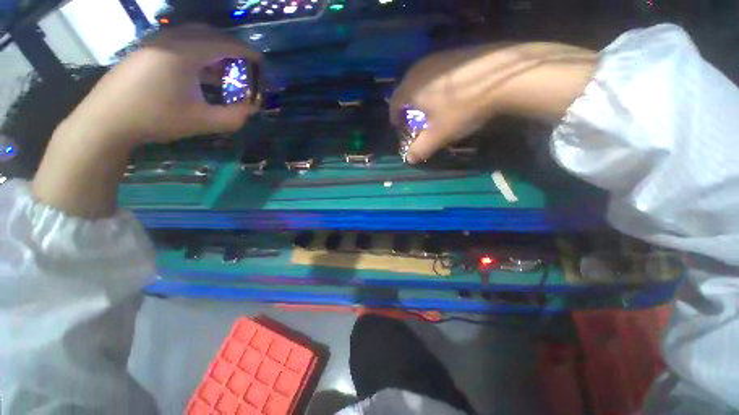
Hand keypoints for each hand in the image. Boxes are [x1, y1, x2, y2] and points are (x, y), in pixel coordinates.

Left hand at [34, 24, 260, 217]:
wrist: (107, 120)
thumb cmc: (156, 119)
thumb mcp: (202, 122)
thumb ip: (234, 117)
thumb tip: (253, 109)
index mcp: (185, 53)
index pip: (224, 44)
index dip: (246, 52)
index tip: (261, 63)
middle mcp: (170, 40)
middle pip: (209, 34)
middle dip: (231, 48)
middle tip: (245, 66)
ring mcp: (155, 42)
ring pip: (193, 36)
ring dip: (214, 49)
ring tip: (225, 70)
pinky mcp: (146, 49)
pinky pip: (179, 42)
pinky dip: (197, 51)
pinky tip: (200, 71)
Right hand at [390, 42, 595, 163]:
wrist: (502, 77)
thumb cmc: (461, 109)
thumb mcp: (438, 136)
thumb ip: (420, 149)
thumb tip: (408, 159)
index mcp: (411, 88)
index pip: (394, 104)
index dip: (395, 118)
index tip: (400, 128)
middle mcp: (419, 69)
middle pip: (406, 91)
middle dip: (408, 108)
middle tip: (415, 120)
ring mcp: (438, 58)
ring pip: (421, 81)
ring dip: (422, 96)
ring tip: (432, 108)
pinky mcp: (455, 53)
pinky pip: (437, 73)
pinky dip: (437, 86)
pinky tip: (450, 94)